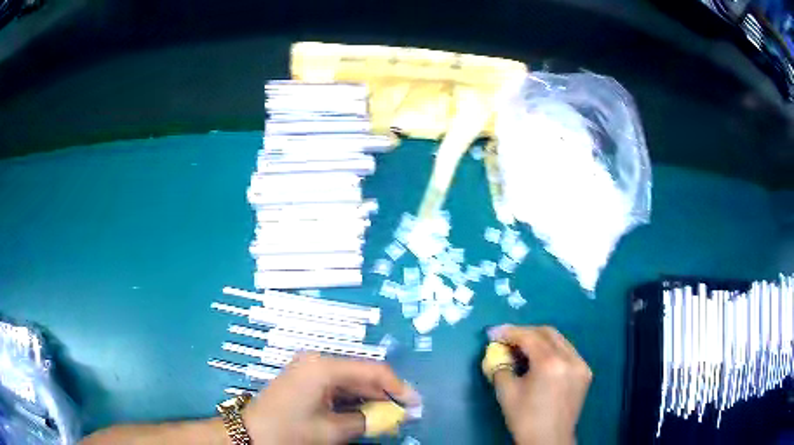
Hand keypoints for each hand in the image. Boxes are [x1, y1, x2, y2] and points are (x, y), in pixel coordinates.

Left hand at [243, 353, 420, 444]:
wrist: (250, 434)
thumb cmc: (291, 431)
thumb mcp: (334, 430)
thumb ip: (368, 421)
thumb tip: (394, 416)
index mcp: (324, 366)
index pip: (373, 370)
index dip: (398, 387)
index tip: (415, 404)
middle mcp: (318, 361)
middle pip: (362, 374)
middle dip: (384, 395)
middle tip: (403, 415)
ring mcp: (309, 370)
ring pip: (350, 382)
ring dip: (369, 400)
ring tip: (386, 418)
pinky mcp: (305, 380)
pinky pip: (337, 388)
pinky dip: (352, 401)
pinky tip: (363, 415)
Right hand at [485, 325, 591, 444]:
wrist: (549, 440)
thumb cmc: (525, 419)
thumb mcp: (506, 393)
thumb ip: (500, 367)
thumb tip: (497, 353)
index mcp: (550, 364)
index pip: (529, 337)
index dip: (509, 332)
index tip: (493, 332)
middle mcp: (570, 358)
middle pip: (547, 332)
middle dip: (525, 332)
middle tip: (507, 339)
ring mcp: (581, 364)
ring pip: (559, 340)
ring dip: (539, 340)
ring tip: (521, 349)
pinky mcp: (585, 372)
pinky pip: (567, 352)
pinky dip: (552, 350)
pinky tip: (540, 360)